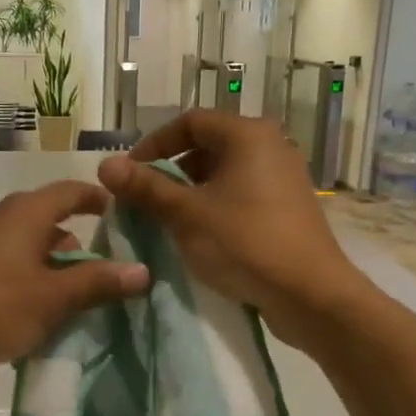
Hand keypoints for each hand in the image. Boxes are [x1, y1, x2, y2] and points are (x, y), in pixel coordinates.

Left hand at [0, 179, 149, 371]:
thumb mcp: (51, 298)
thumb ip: (97, 283)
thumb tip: (142, 270)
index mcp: (27, 212)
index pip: (71, 191)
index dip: (98, 199)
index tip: (120, 214)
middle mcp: (1, 216)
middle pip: (49, 219)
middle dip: (77, 244)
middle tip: (103, 272)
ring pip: (26, 244)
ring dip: (50, 265)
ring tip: (70, 298)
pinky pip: (5, 262)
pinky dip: (26, 277)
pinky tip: (29, 310)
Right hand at [97, 111, 365, 347]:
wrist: (310, 294)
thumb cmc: (244, 243)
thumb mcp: (186, 214)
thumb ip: (145, 187)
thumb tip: (105, 165)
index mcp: (248, 135)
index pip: (190, 121)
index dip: (154, 143)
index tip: (130, 172)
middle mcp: (270, 146)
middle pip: (208, 145)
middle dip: (171, 170)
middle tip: (144, 199)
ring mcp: (283, 176)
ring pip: (224, 172)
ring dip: (190, 190)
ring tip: (167, 219)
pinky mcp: (288, 206)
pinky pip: (241, 192)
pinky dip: (214, 204)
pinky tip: (200, 234)